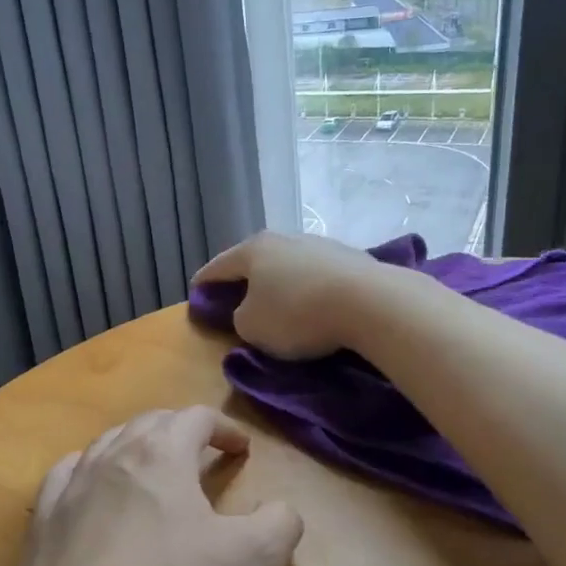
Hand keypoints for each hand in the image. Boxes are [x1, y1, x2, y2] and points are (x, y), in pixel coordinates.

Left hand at [16, 407, 303, 565]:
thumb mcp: (254, 562)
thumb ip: (280, 524)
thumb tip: (280, 509)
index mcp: (162, 455)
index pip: (196, 418)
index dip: (224, 427)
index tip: (241, 449)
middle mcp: (112, 457)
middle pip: (150, 423)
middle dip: (180, 430)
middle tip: (201, 451)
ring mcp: (71, 488)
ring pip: (106, 444)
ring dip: (135, 446)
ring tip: (150, 467)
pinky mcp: (43, 523)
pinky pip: (66, 476)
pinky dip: (87, 471)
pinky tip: (90, 487)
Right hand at [193, 231, 387, 359]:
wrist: (369, 302)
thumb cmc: (297, 314)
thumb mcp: (252, 327)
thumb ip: (239, 318)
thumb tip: (249, 311)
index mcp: (253, 250)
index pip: (218, 266)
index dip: (204, 282)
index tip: (195, 292)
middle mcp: (284, 239)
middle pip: (255, 260)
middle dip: (244, 279)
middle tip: (237, 298)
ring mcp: (319, 244)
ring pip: (288, 265)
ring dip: (279, 283)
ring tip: (278, 303)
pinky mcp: (350, 257)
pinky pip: (316, 275)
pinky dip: (308, 288)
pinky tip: (313, 304)